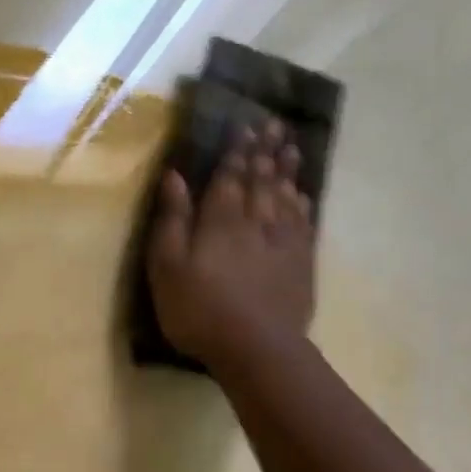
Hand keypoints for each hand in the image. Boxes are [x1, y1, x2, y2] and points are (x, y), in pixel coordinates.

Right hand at [146, 120, 316, 371]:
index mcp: (220, 220)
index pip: (229, 176)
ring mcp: (282, 241)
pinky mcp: (300, 263)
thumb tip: (175, 176)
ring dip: (286, 169)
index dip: (236, 151)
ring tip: (290, 144)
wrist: (256, 348)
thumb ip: (172, 220)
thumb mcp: (167, 267)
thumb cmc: (198, 310)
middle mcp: (255, 220)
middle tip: (272, 123)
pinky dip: (302, 203)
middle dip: (264, 150)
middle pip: (261, 179)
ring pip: (286, 195)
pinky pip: (303, 223)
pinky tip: (302, 194)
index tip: (243, 125)